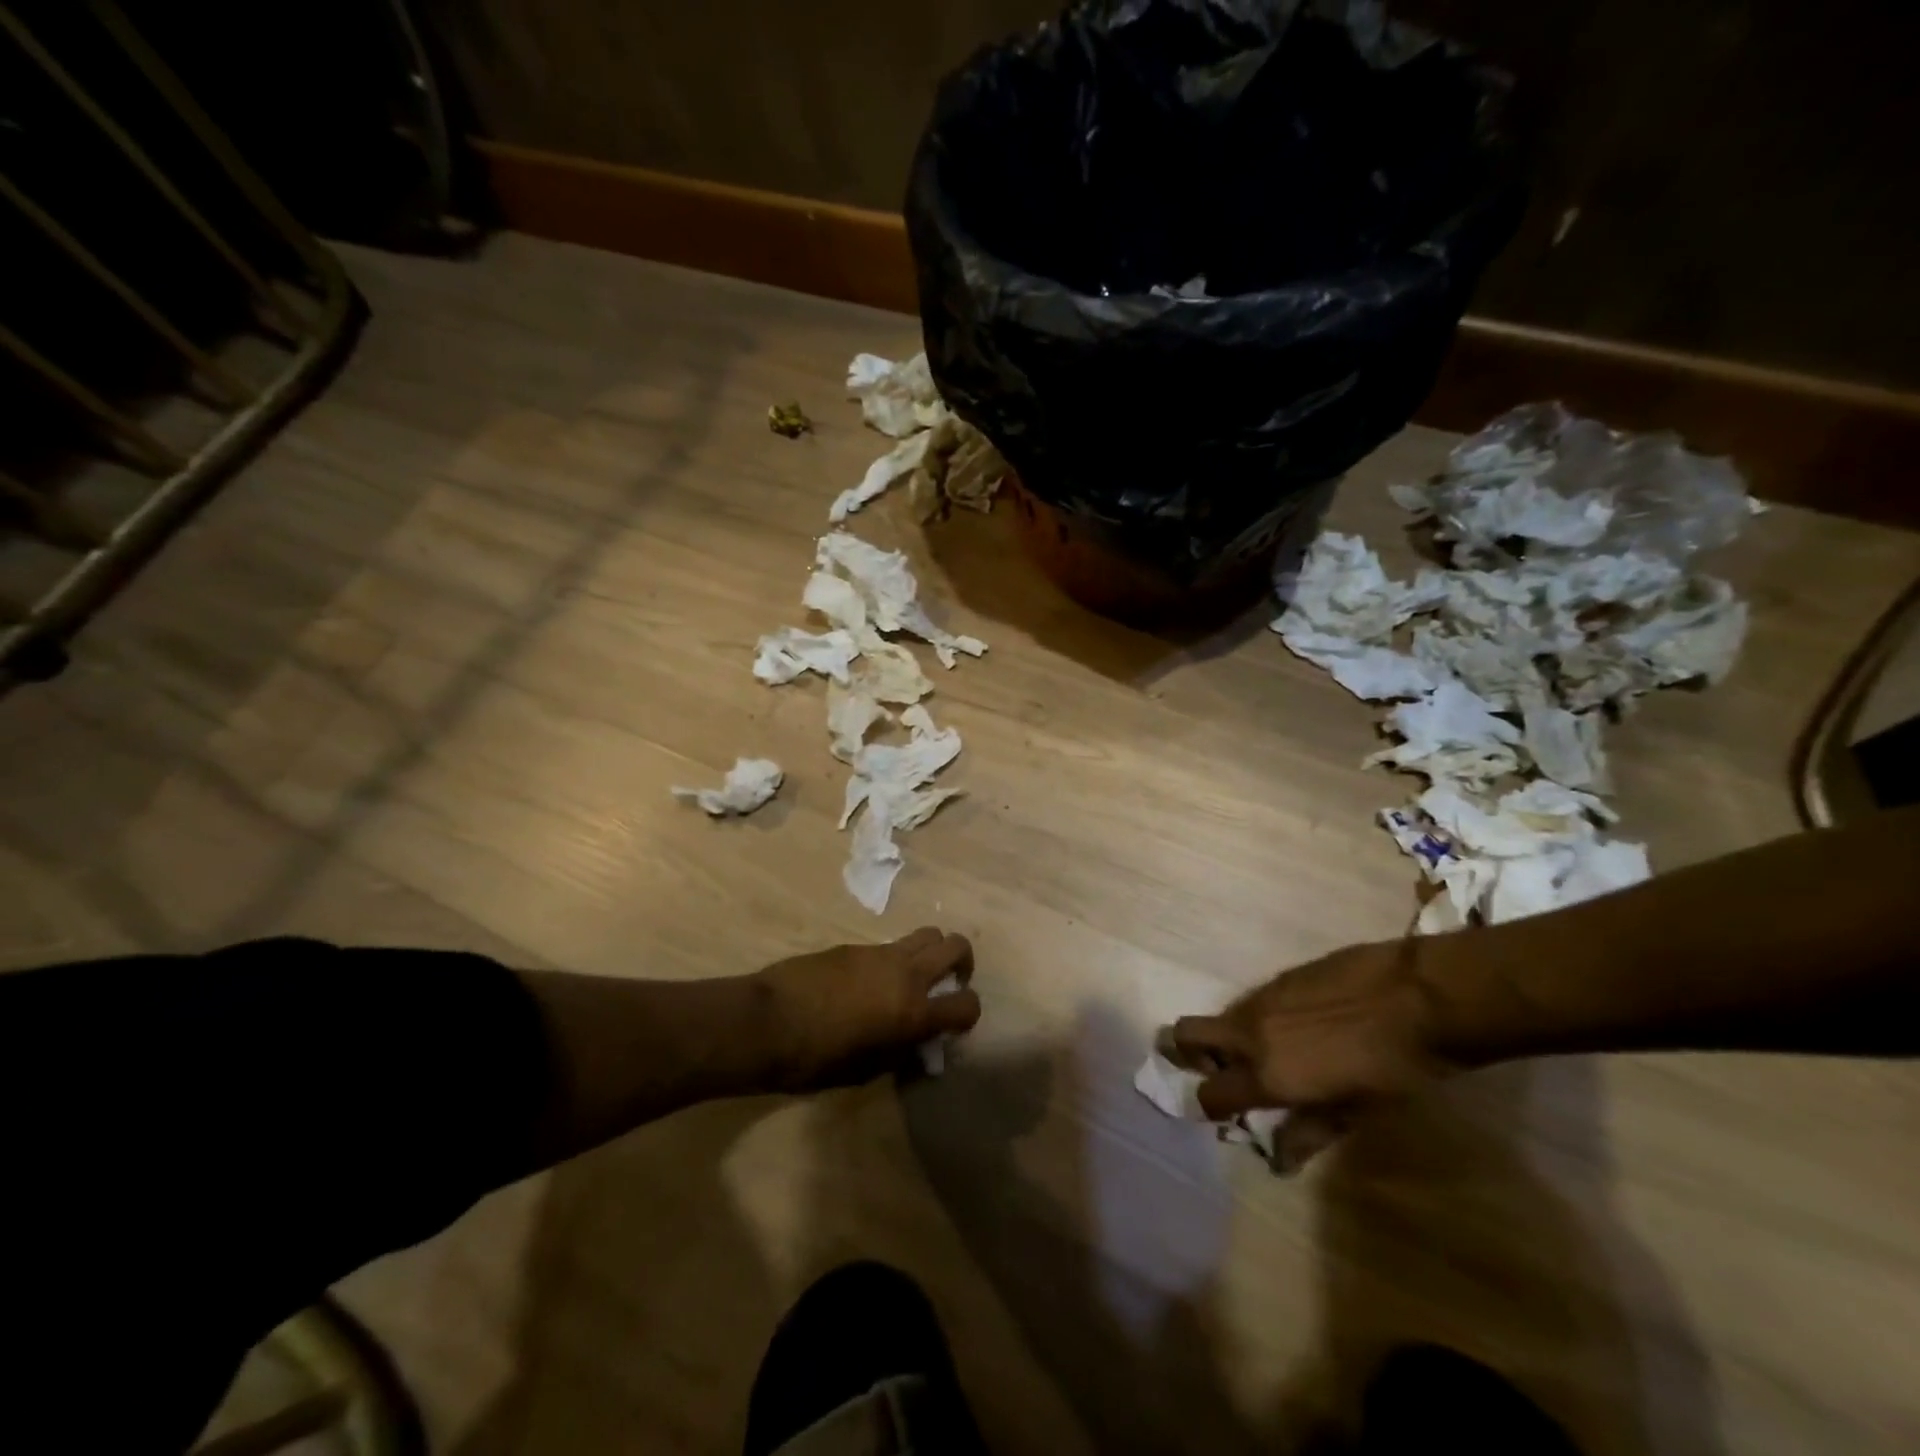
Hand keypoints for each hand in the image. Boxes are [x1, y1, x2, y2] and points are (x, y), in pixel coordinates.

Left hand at [755, 927, 979, 1089]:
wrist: (768, 1020)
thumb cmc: (816, 1058)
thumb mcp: (867, 1069)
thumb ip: (901, 1051)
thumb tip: (917, 1042)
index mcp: (913, 1011)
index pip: (967, 1004)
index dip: (969, 1014)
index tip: (956, 1024)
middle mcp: (907, 974)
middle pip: (956, 945)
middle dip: (963, 962)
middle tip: (949, 982)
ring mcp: (881, 953)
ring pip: (928, 933)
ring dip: (932, 951)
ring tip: (915, 975)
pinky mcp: (856, 945)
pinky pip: (891, 944)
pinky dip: (896, 957)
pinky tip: (873, 980)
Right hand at [1170, 939, 1455, 1168]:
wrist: (1418, 996)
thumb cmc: (1394, 1068)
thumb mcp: (1356, 1112)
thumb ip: (1309, 1133)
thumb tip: (1279, 1161)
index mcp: (1267, 1073)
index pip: (1209, 1094)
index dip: (1209, 1107)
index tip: (1222, 1113)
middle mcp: (1250, 1032)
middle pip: (1184, 1034)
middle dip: (1184, 1052)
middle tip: (1214, 1068)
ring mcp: (1262, 997)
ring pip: (1221, 1017)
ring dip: (1229, 1037)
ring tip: (1272, 1053)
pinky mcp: (1280, 976)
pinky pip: (1252, 1001)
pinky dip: (1260, 1018)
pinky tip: (1301, 1026)